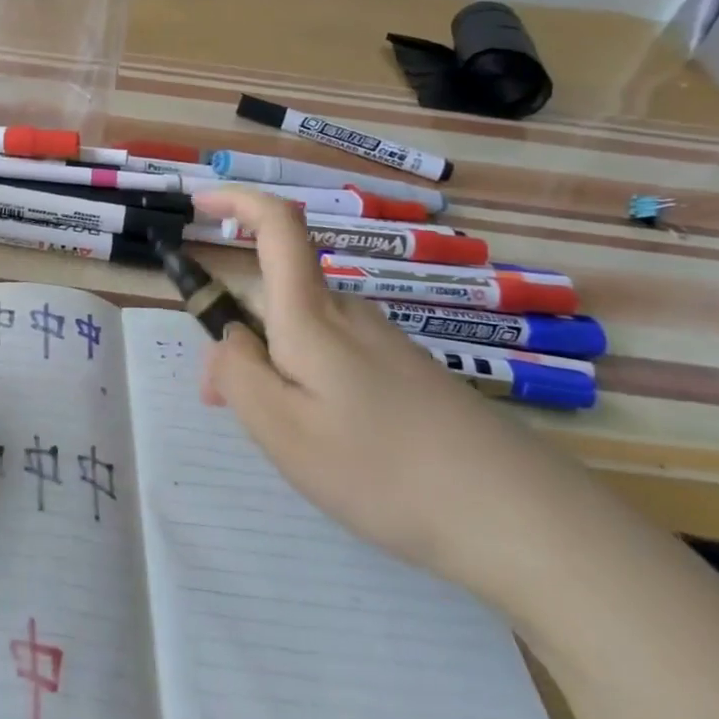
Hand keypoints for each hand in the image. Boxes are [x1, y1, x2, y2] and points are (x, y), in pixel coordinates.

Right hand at [194, 187, 575, 599]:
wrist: (518, 516)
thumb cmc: (383, 468)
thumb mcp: (284, 430)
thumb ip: (238, 374)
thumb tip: (229, 341)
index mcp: (311, 313)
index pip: (277, 224)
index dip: (237, 201)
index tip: (200, 207)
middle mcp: (347, 312)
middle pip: (277, 293)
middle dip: (238, 334)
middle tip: (223, 403)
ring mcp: (382, 341)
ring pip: (303, 333)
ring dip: (273, 366)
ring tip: (284, 440)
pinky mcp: (405, 372)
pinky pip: (334, 357)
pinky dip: (308, 383)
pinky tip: (335, 445)